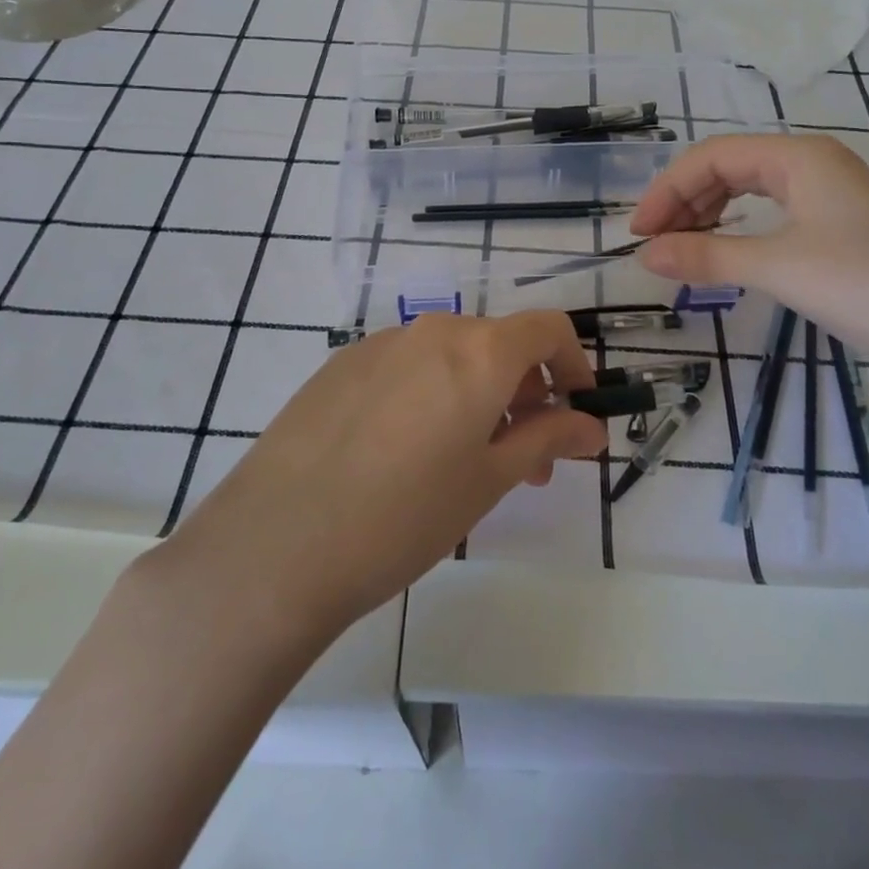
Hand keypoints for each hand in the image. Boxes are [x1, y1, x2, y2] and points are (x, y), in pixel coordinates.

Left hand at [162, 311, 605, 641]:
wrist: (279, 541)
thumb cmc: (406, 514)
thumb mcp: (490, 481)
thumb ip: (546, 439)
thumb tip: (589, 425)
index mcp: (479, 350)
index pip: (548, 328)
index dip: (573, 362)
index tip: (575, 409)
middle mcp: (432, 330)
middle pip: (498, 343)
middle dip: (525, 392)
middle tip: (525, 460)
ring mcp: (380, 343)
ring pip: (450, 356)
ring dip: (477, 395)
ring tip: (467, 463)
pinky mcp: (341, 364)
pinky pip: (406, 366)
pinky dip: (430, 394)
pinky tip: (404, 454)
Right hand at [630, 135, 868, 384]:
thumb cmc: (866, 285)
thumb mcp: (777, 268)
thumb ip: (706, 255)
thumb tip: (644, 255)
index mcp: (798, 156)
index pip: (712, 156)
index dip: (667, 190)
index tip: (638, 233)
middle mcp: (814, 163)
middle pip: (730, 167)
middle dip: (686, 201)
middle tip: (655, 243)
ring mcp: (832, 193)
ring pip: (752, 189)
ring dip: (711, 214)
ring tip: (683, 249)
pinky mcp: (844, 224)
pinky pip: (775, 212)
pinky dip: (742, 228)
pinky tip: (730, 251)